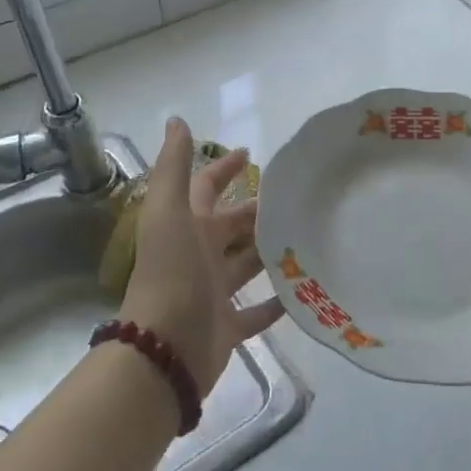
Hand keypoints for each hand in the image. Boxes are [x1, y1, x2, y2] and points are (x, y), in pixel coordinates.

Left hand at [118, 118, 282, 394]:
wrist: (163, 350)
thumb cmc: (171, 273)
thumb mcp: (169, 212)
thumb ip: (173, 167)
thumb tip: (176, 120)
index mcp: (185, 226)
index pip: (205, 187)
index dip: (223, 168)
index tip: (249, 153)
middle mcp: (198, 255)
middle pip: (231, 226)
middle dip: (255, 210)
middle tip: (294, 197)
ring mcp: (212, 292)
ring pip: (246, 265)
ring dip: (269, 252)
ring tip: (306, 235)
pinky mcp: (227, 327)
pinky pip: (257, 311)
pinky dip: (276, 302)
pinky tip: (302, 289)